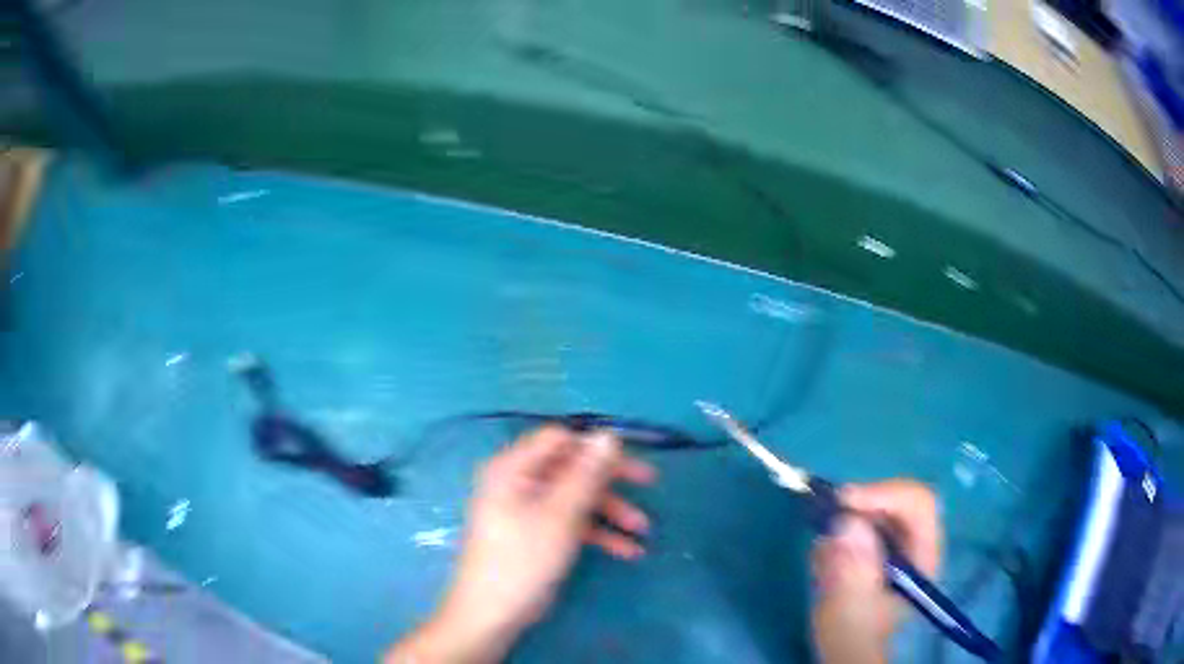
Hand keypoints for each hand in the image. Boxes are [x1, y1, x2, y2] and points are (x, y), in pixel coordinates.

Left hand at [385, 426, 655, 663]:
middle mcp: (518, 482)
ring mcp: (526, 510)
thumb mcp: (560, 516)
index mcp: (513, 469)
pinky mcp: (535, 534)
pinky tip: (627, 551)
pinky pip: (569, 522)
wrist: (492, 614)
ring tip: (643, 530)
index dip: (594, 445)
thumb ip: (586, 475)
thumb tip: (608, 434)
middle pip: (571, 468)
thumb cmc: (523, 560)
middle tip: (649, 484)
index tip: (628, 458)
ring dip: (610, 511)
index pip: (559, 439)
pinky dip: (597, 533)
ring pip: (575, 497)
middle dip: (610, 481)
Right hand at [811, 479, 940, 663]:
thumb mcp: (850, 610)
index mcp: (923, 555)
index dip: (884, 494)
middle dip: (859, 508)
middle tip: (825, 518)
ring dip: (844, 526)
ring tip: (824, 562)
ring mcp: (895, 544)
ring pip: (874, 511)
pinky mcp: (875, 548)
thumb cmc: (853, 636)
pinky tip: (825, 567)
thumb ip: (852, 573)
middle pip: (896, 501)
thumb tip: (847, 523)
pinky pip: (857, 525)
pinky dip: (837, 537)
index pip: (918, 504)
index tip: (844, 502)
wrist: (845, 651)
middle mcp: (915, 542)